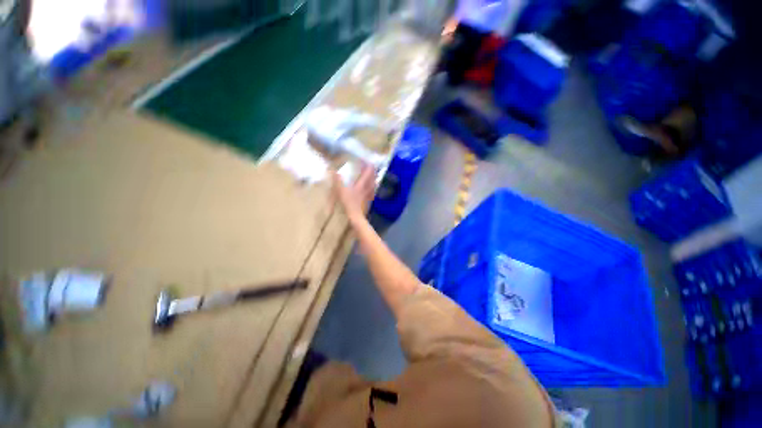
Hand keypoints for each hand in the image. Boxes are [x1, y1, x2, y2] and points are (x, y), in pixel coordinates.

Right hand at [331, 165, 375, 223]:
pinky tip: (370, 188)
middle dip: (372, 170)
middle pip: (373, 177)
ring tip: (371, 175)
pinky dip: (372, 186)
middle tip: (370, 166)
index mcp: (362, 184)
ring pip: (374, 183)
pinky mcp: (369, 200)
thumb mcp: (341, 190)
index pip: (368, 172)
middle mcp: (368, 187)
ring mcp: (369, 194)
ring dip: (373, 178)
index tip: (366, 160)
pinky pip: (372, 190)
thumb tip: (334, 171)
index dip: (368, 165)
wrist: (356, 216)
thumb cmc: (349, 202)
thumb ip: (338, 180)